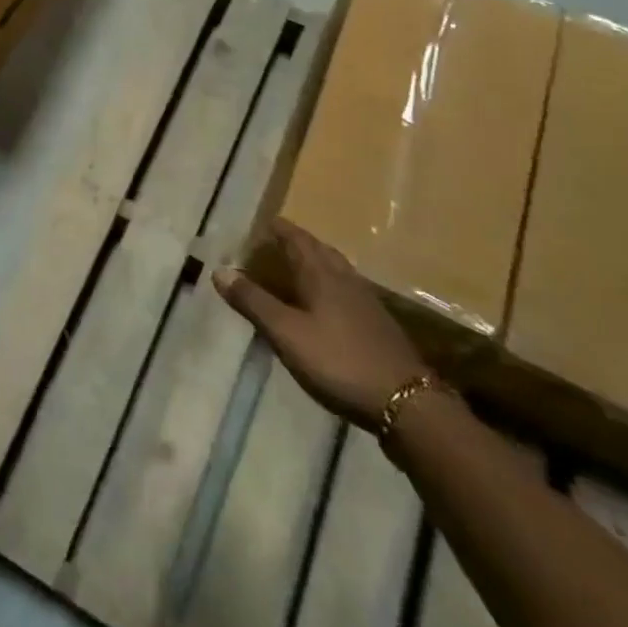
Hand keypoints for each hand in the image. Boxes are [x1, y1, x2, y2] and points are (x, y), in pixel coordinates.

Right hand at [212, 224, 430, 428]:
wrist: (407, 404)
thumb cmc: (339, 361)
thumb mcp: (285, 333)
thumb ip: (253, 301)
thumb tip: (220, 270)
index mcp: (321, 274)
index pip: (296, 239)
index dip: (278, 229)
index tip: (262, 222)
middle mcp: (345, 279)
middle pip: (319, 250)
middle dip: (296, 242)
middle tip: (275, 242)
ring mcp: (366, 302)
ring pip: (336, 269)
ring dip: (315, 262)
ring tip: (296, 267)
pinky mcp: (378, 325)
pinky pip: (347, 290)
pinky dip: (329, 285)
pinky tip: (325, 303)